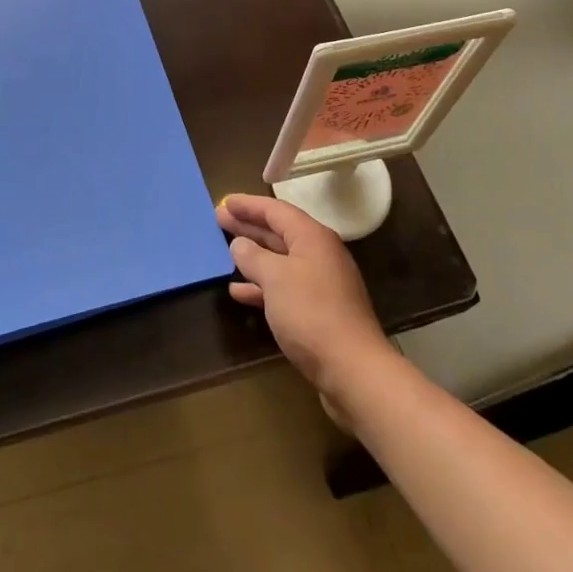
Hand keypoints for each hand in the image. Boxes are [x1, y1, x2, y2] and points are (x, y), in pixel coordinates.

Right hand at [217, 193, 395, 413]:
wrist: (353, 369)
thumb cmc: (311, 313)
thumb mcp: (275, 278)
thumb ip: (253, 257)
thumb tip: (239, 244)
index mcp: (312, 237)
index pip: (275, 210)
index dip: (248, 205)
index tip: (224, 202)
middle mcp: (319, 254)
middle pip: (278, 232)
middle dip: (248, 226)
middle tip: (219, 219)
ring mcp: (320, 283)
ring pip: (280, 260)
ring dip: (253, 255)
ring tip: (225, 250)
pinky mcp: (318, 310)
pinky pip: (284, 287)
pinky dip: (262, 285)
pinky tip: (238, 291)